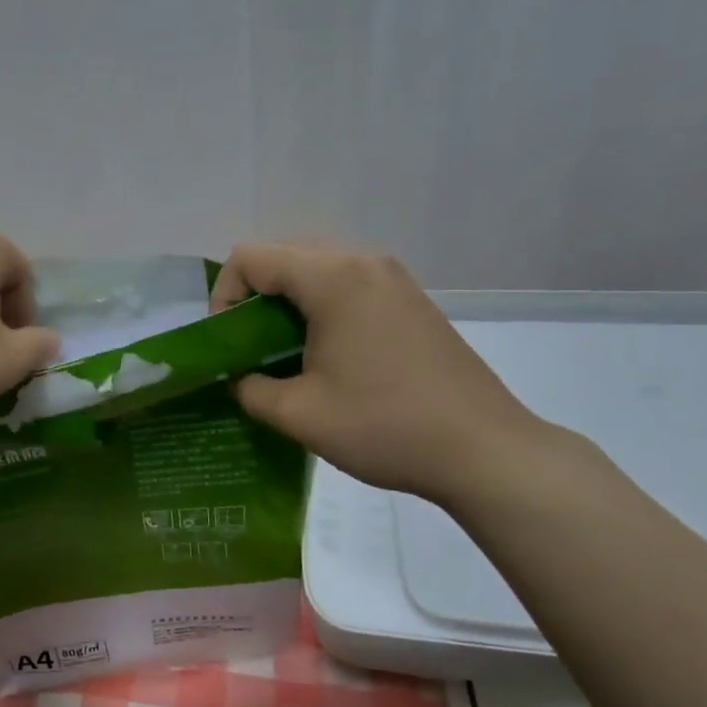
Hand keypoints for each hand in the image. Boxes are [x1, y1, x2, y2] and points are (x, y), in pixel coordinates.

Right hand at [212, 242, 548, 501]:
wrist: (483, 450)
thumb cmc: (384, 426)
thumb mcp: (299, 414)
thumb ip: (250, 389)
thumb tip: (240, 378)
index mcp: (332, 278)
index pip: (250, 258)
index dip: (223, 297)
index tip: (228, 344)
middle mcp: (363, 262)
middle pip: (283, 256)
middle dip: (254, 298)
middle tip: (251, 349)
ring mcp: (393, 278)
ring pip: (316, 270)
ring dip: (288, 304)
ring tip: (286, 355)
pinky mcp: (411, 300)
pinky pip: (348, 286)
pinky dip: (321, 309)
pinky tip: (328, 356)